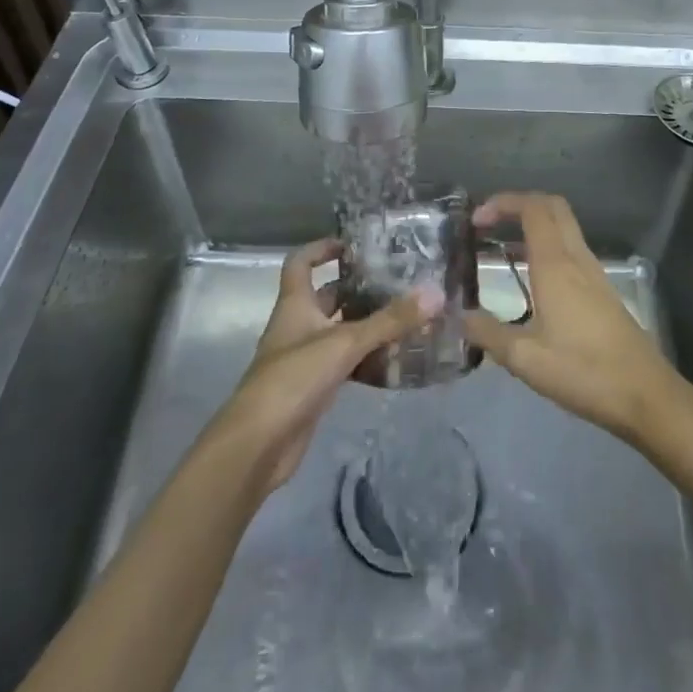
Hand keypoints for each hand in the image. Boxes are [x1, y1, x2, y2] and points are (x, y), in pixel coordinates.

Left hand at [203, 237, 440, 494]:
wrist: (258, 445)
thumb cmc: (293, 379)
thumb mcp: (344, 343)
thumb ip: (389, 320)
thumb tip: (434, 293)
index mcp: (295, 305)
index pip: (300, 263)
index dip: (321, 248)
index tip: (354, 245)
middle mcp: (296, 326)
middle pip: (326, 297)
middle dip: (357, 288)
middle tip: (396, 282)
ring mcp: (303, 359)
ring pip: (337, 331)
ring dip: (365, 324)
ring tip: (404, 317)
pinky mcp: (313, 389)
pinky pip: (343, 363)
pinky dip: (365, 359)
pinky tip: (393, 360)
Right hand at [464, 192, 692, 446]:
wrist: (646, 395)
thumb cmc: (584, 372)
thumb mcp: (525, 359)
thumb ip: (488, 334)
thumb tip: (458, 316)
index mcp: (556, 265)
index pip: (533, 208)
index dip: (503, 203)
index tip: (476, 220)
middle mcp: (577, 258)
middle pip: (552, 207)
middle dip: (519, 205)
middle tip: (489, 226)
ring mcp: (594, 273)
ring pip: (564, 228)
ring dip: (534, 226)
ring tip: (502, 251)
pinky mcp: (603, 291)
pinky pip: (571, 250)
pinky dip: (547, 248)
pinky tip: (531, 280)